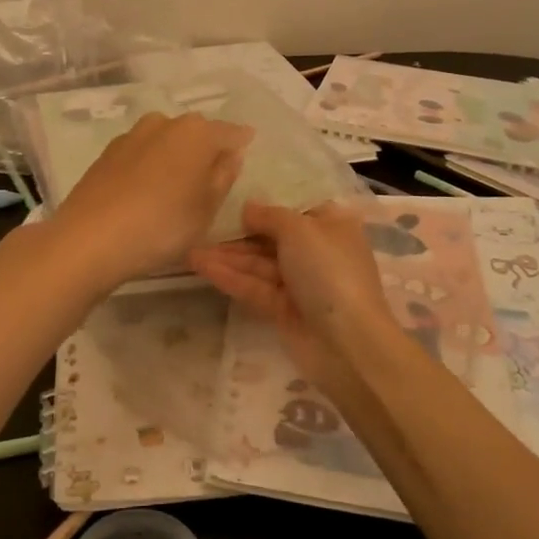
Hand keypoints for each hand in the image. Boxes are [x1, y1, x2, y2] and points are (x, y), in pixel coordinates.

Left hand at [44, 112, 251, 290]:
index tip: (247, 147)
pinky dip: (151, 163)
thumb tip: (230, 155)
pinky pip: (142, 152)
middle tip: (213, 172)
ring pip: (165, 138)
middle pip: (195, 131)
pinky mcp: (108, 153)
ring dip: (176, 153)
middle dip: (206, 146)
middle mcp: (165, 123)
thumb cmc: (162, 225)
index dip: (240, 141)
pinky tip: (148, 187)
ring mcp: (132, 136)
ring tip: (179, 182)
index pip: (229, 132)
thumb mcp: (206, 209)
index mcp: (196, 133)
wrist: (89, 238)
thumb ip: (223, 177)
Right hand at [189, 199, 395, 395]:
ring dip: (228, 256)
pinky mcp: (284, 310)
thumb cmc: (329, 271)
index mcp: (332, 226)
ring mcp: (300, 283)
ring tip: (191, 250)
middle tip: (202, 225)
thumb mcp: (300, 230)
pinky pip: (254, 287)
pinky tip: (201, 267)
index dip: (266, 202)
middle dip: (239, 233)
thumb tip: (248, 208)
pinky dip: (230, 277)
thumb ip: (269, 216)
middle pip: (272, 237)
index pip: (295, 209)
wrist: (347, 343)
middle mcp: (317, 251)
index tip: (232, 195)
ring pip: (259, 264)